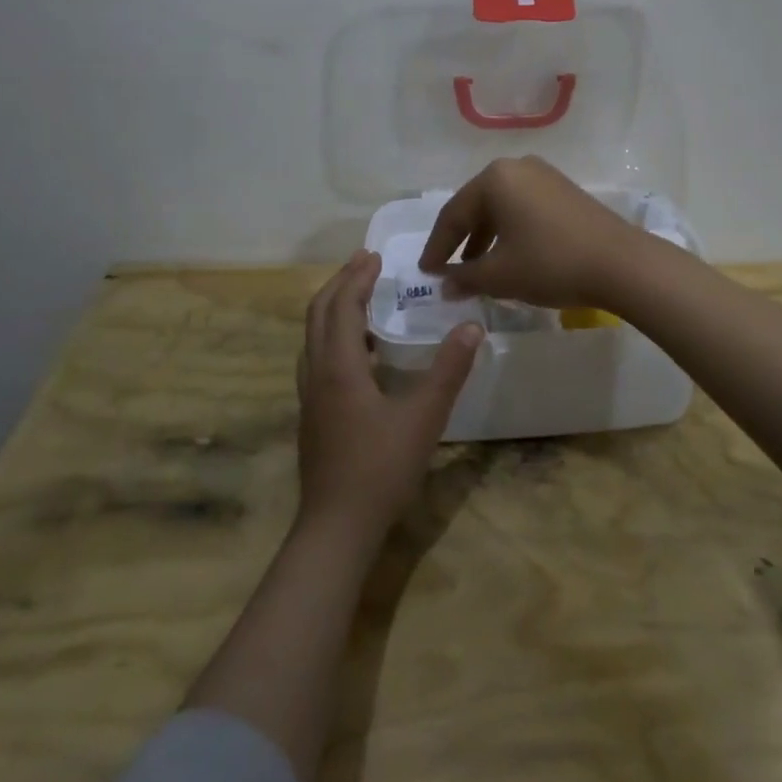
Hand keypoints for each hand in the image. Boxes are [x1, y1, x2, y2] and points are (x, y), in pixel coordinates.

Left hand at [296, 251, 482, 542]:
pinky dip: (333, 336)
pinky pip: (317, 358)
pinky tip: (359, 353)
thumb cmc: (381, 468)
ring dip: (333, 308)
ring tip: (360, 296)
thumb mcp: (424, 417)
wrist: (336, 527)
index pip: (342, 306)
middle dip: (340, 283)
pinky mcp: (313, 415)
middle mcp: (317, 373)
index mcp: (339, 367)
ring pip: (313, 337)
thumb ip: (449, 370)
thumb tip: (472, 326)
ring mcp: (310, 396)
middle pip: (318, 314)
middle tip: (364, 263)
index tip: (374, 254)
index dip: (356, 277)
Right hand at [417, 156, 640, 308]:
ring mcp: (544, 176)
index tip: (425, 273)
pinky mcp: (564, 191)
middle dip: (460, 241)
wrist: (621, 264)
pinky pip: (524, 208)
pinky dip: (509, 231)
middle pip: (476, 206)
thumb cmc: (550, 264)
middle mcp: (517, 168)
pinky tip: (509, 256)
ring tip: (476, 268)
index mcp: (494, 179)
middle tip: (446, 270)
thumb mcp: (500, 275)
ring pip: (501, 207)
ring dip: (485, 238)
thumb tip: (445, 286)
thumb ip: (465, 278)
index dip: (436, 247)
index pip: (453, 215)